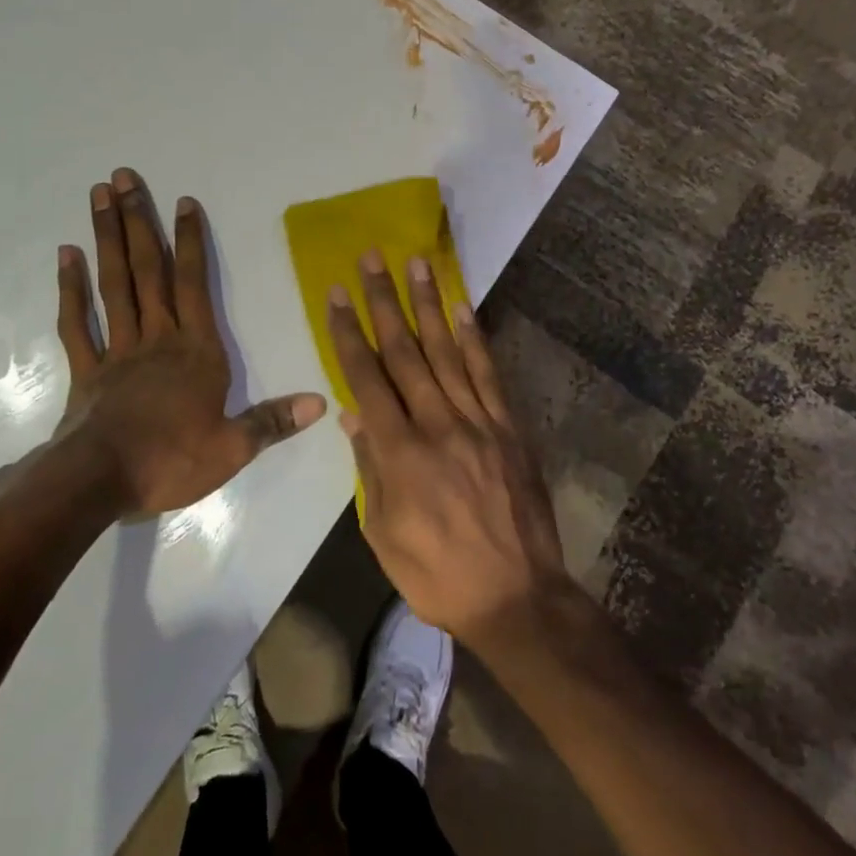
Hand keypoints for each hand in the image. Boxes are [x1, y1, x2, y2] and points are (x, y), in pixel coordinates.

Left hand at [52, 168, 324, 514]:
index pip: (194, 285)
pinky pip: (77, 323)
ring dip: (107, 239)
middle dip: (138, 221)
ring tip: (98, 197)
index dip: (190, 242)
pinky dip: (71, 289)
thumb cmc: (171, 461)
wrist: (99, 482)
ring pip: (113, 285)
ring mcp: (117, 350)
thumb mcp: (233, 448)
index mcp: (195, 351)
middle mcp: (156, 338)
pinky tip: (66, 255)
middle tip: (122, 177)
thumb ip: (274, 421)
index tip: (183, 201)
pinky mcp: (86, 370)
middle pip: (148, 271)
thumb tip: (321, 402)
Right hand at [327, 250, 567, 646]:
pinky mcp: (509, 429)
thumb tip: (352, 417)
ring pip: (447, 353)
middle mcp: (438, 426)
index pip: (367, 379)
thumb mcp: (383, 534)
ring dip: (428, 305)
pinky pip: (489, 376)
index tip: (338, 295)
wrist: (517, 597)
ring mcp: (479, 423)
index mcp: (400, 454)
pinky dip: (474, 339)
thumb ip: (369, 470)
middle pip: (405, 353)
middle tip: (372, 258)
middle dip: (384, 302)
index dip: (350, 333)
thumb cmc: (437, 575)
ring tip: (416, 264)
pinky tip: (462, 308)